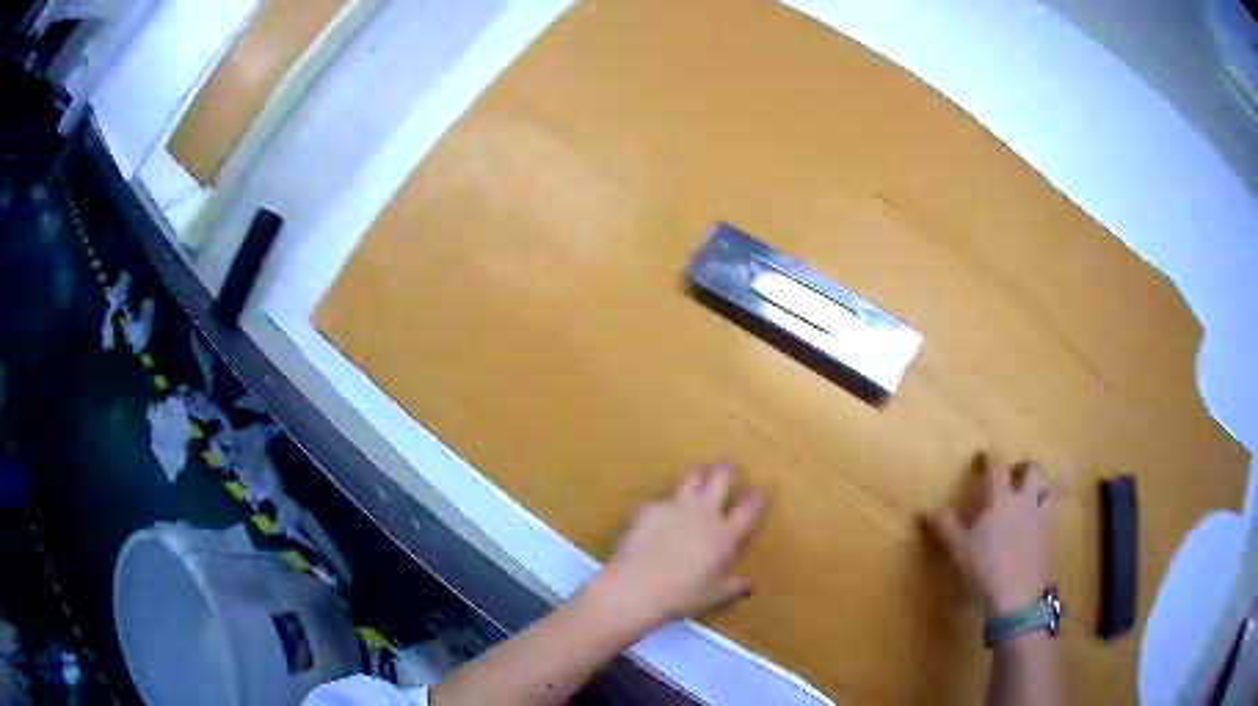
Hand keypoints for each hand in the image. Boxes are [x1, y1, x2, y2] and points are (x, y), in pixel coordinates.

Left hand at [592, 462, 768, 627]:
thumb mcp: (715, 594)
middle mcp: (704, 513)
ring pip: (691, 478)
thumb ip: (734, 586)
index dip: (759, 495)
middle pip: (720, 479)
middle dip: (727, 469)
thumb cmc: (683, 595)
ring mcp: (676, 506)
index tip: (765, 486)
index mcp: (725, 534)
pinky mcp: (650, 508)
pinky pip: (660, 498)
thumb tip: (750, 585)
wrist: (638, 586)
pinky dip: (665, 501)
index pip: (749, 508)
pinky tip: (659, 506)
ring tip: (698, 471)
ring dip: (698, 473)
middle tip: (729, 465)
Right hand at [926, 452, 1051, 617]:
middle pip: (1033, 471)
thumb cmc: (985, 567)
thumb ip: (945, 526)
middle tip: (1015, 473)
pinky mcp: (1047, 538)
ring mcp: (1039, 519)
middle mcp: (1024, 501)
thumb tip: (928, 509)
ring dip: (1038, 489)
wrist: (1017, 596)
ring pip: (1046, 492)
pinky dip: (1041, 513)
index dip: (990, 458)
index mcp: (1002, 498)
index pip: (998, 467)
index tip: (984, 455)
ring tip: (1029, 496)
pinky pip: (1047, 516)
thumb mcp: (958, 549)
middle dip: (1025, 468)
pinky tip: (1032, 527)